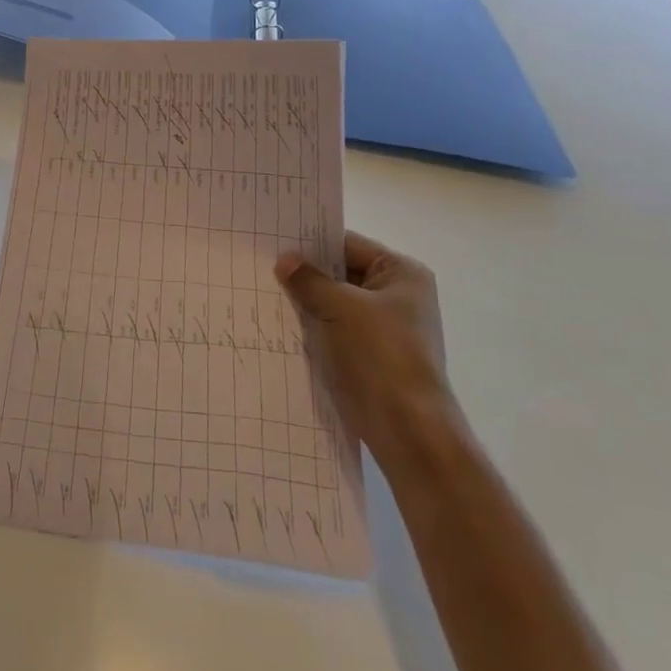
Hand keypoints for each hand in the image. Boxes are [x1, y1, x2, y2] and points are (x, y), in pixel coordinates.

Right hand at [276, 230, 452, 460]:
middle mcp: (397, 296)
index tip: (273, 241)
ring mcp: (384, 328)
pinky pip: (335, 330)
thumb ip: (309, 279)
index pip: (348, 244)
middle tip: (262, 265)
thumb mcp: (340, 307)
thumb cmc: (379, 355)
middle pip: (341, 274)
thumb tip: (284, 259)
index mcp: (401, 274)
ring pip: (335, 304)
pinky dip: (313, 327)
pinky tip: (281, 324)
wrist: (408, 429)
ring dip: (306, 302)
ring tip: (264, 292)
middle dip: (306, 274)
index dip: (312, 243)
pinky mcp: (370, 356)